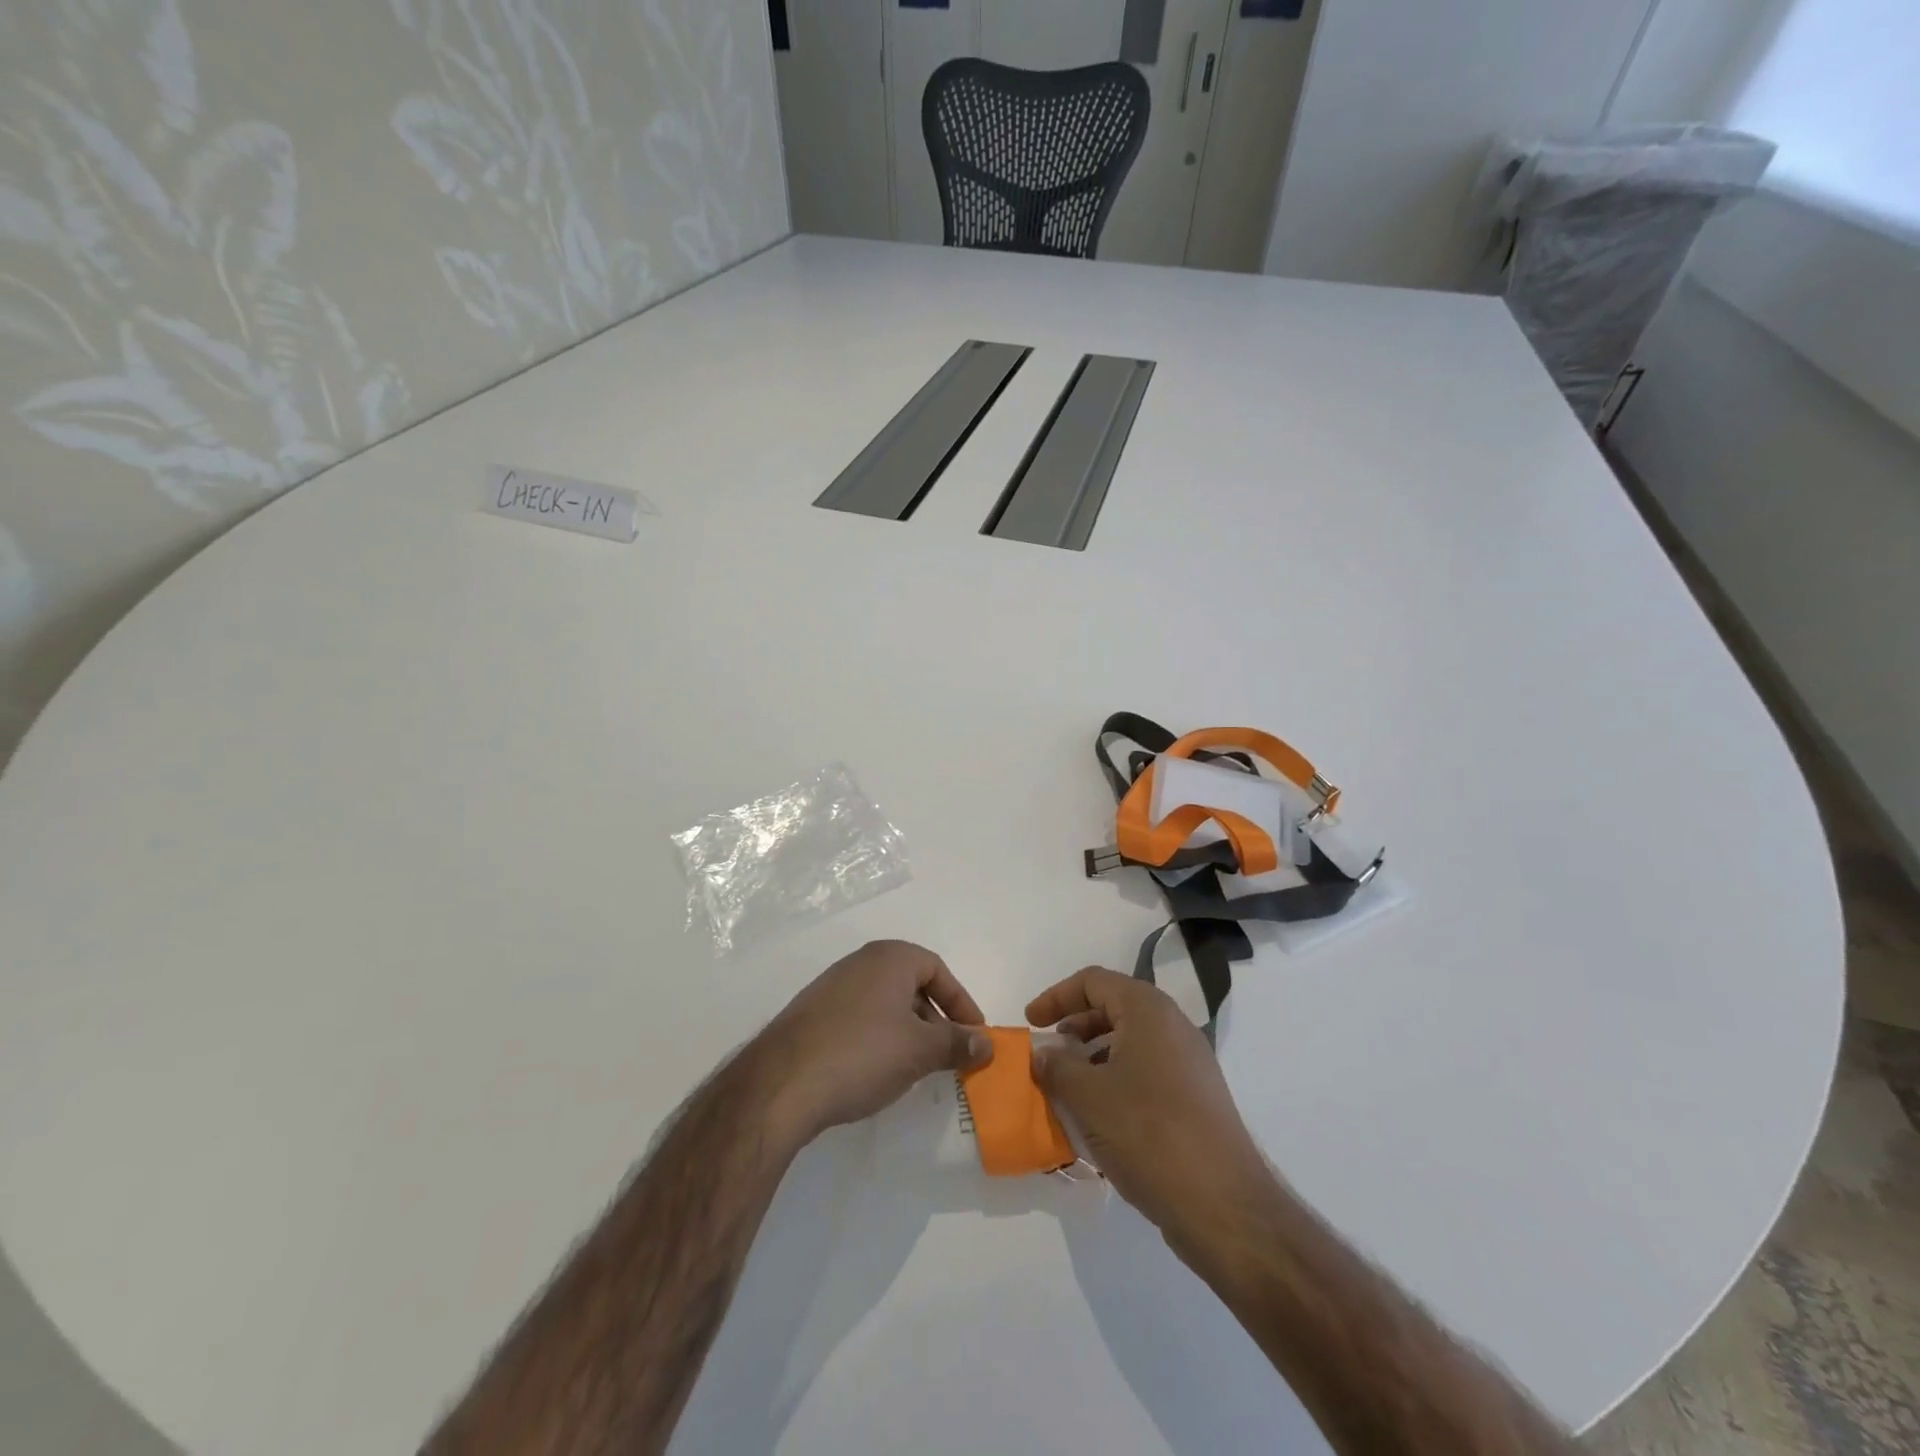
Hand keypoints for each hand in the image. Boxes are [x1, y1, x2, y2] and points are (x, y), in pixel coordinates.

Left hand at [752, 940, 991, 1146]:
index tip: (974, 1035)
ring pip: (884, 1003)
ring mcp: (831, 987)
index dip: (961, 1002)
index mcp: (889, 958)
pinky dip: (878, 1038)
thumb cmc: (862, 1054)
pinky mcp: (812, 1015)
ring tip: (914, 1068)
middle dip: (935, 1019)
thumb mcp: (920, 1051)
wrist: (780, 1084)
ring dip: (907, 1031)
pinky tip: (876, 1071)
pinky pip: (859, 1018)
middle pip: (911, 984)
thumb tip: (986, 1042)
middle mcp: (860, 963)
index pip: (937, 969)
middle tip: (947, 1054)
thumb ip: (957, 1043)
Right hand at [1028, 967, 1267, 1239]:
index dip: (1056, 997)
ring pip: (1130, 1043)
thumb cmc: (1148, 1133)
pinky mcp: (1196, 1098)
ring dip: (1093, 1057)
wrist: (1223, 1205)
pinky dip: (1116, 1080)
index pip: (1093, 981)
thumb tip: (1044, 1054)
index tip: (1030, 1023)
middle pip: (1114, 1007)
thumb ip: (1057, 1067)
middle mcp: (1173, 1026)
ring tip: (1068, 1088)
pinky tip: (1099, 1117)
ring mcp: (1189, 1063)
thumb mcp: (1088, 1096)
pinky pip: (1146, 1072)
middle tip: (1049, 1054)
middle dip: (1075, 1027)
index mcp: (1148, 1010)